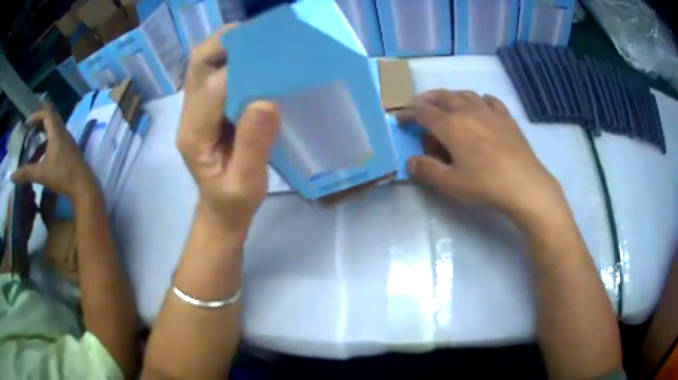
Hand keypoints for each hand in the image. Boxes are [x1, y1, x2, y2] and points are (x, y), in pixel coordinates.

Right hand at [11, 107, 96, 198]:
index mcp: (57, 131)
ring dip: (42, 138)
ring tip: (33, 152)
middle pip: (51, 119)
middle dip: (39, 124)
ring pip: (53, 132)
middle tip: (29, 133)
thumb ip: (26, 173)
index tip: (27, 124)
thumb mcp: (41, 173)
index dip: (36, 115)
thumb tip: (12, 177)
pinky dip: (48, 146)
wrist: (83, 187)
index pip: (47, 113)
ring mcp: (68, 141)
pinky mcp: (70, 151)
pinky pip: (57, 141)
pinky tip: (42, 161)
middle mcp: (63, 132)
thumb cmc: (61, 176)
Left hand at [176, 26, 279, 233]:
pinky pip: (213, 72)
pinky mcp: (205, 108)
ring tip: (260, 43)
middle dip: (226, 43)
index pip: (212, 87)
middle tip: (262, 37)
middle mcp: (189, 116)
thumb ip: (253, 146)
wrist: (219, 209)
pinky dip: (232, 59)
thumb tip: (266, 101)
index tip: (269, 55)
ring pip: (203, 64)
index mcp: (195, 135)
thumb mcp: (247, 183)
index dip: (239, 66)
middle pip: (198, 64)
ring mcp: (195, 110)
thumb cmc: (233, 201)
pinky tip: (254, 61)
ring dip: (228, 47)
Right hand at [396, 90, 563, 225]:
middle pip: (443, 97)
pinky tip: (480, 105)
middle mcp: (467, 111)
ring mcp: (489, 111)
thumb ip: (427, 170)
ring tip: (447, 104)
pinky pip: (489, 100)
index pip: (422, 112)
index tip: (398, 116)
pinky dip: (479, 100)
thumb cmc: (485, 184)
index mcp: (451, 125)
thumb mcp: (450, 183)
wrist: (524, 184)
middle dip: (428, 99)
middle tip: (420, 106)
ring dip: (451, 96)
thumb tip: (410, 161)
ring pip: (465, 94)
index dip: (407, 112)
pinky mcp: (506, 117)